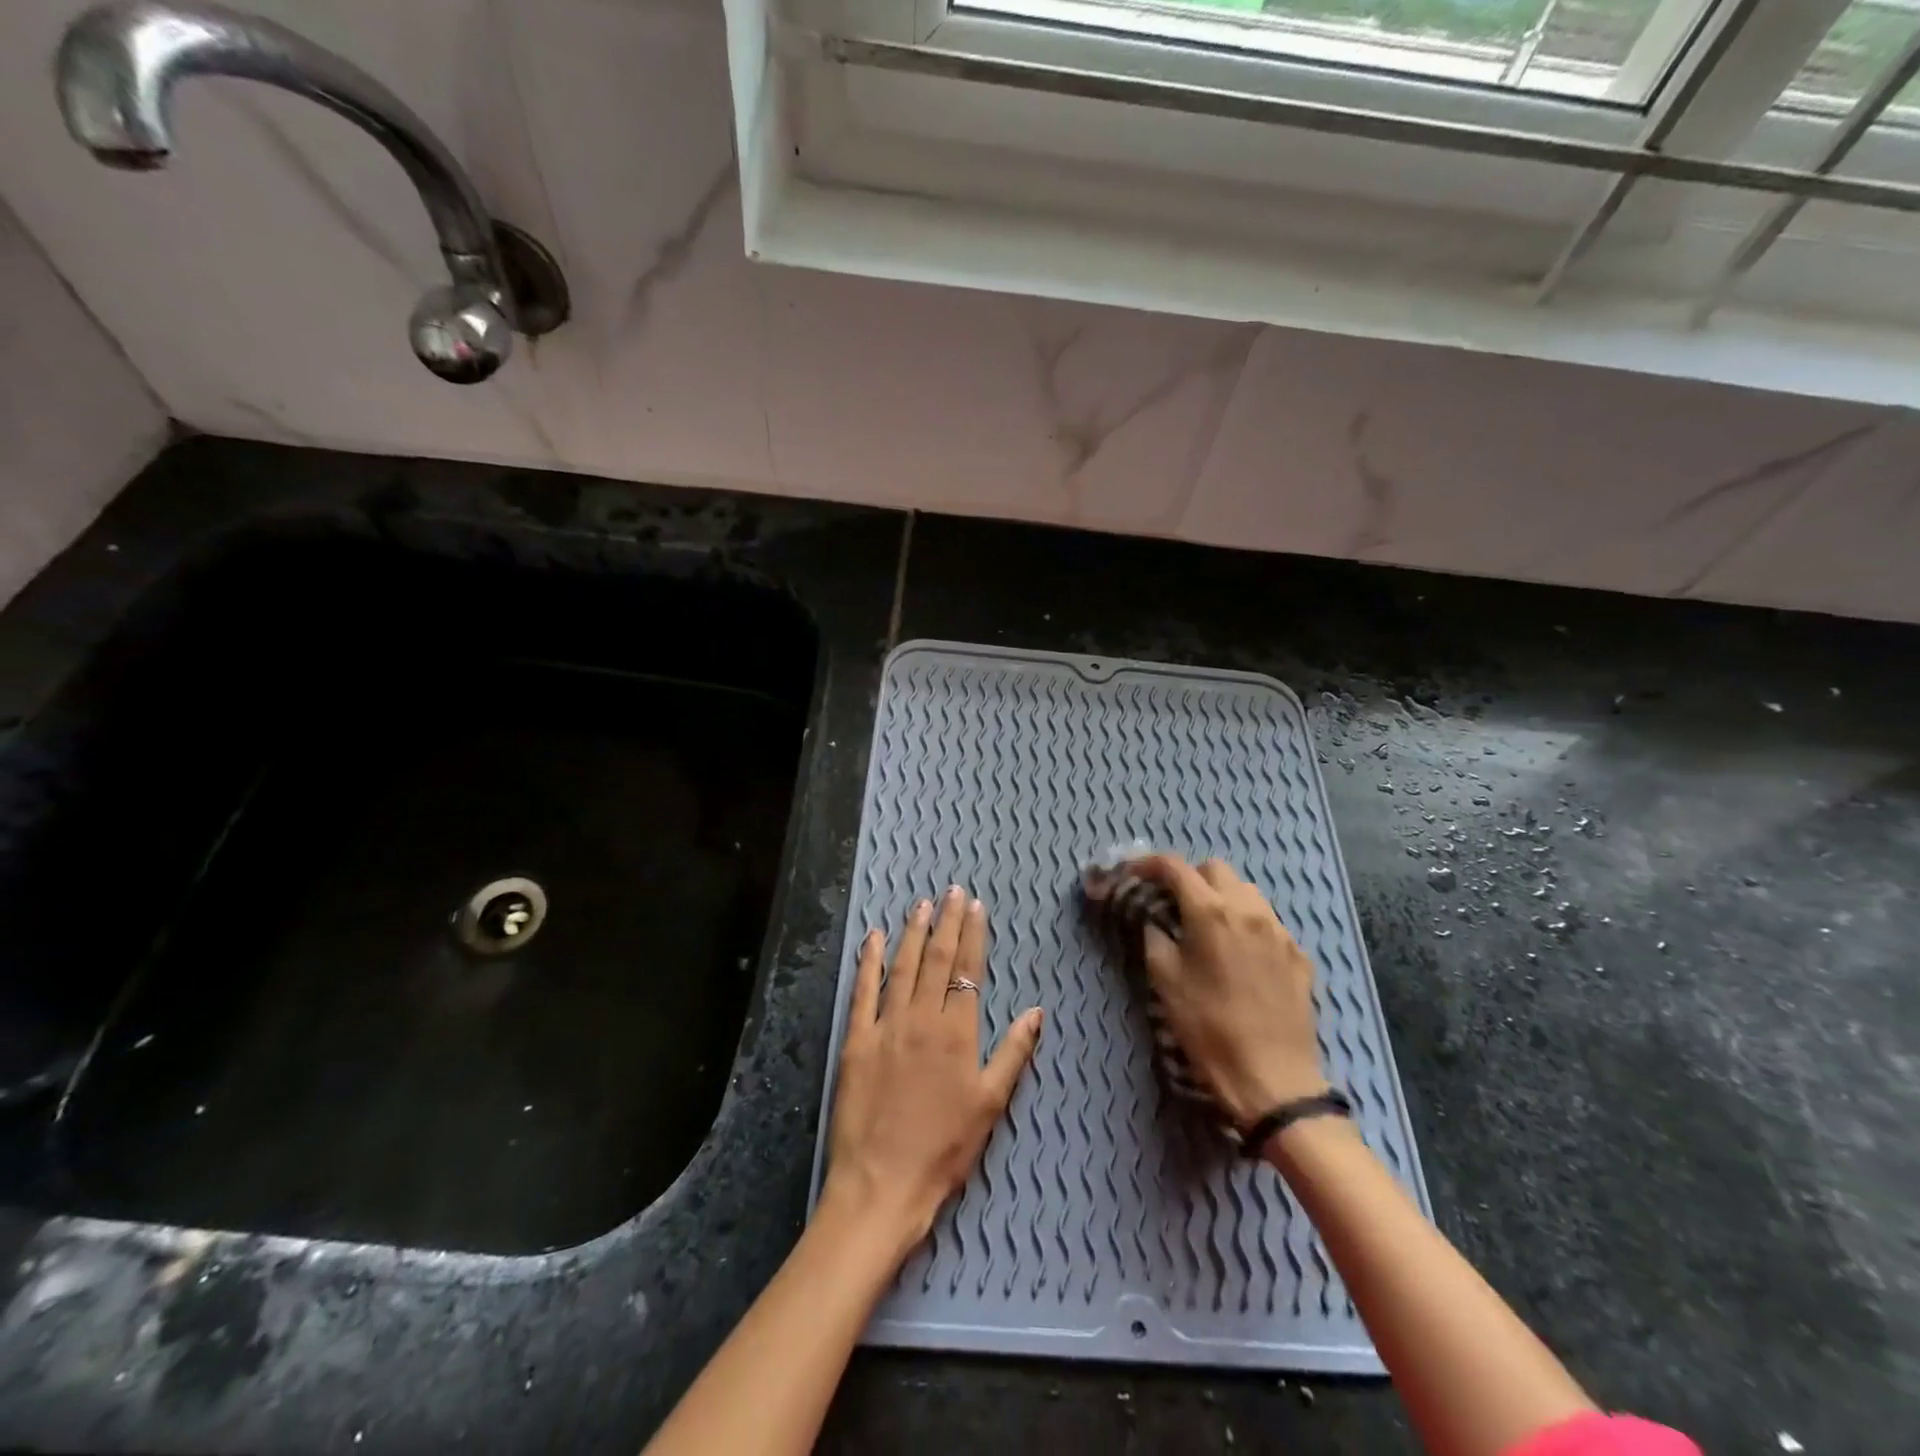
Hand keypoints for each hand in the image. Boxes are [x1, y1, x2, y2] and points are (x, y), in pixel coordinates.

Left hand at [821, 886, 1043, 1261]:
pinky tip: (874, 937)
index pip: (967, 971)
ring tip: (921, 904)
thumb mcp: (990, 1105)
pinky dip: (869, 961)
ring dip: (912, 932)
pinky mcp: (856, 1040)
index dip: (972, 936)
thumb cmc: (944, 1149)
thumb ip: (1013, 1053)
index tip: (976, 907)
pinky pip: (862, 991)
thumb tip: (1036, 1011)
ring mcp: (885, 1026)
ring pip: (902, 967)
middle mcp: (921, 1019)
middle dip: (946, 922)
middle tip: (951, 891)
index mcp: (956, 1033)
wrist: (882, 1185)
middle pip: (936, 960)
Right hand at [1129, 855, 1327, 1126]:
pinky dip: (1247, 923)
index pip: (1175, 867)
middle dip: (1190, 878)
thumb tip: (1155, 918)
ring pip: (1247, 891)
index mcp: (1210, 912)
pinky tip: (1239, 954)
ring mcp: (1279, 931)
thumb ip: (1155, 936)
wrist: (1273, 1078)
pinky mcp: (1299, 955)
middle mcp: (1249, 910)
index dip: (1149, 864)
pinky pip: (1269, 922)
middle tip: (1173, 903)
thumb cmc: (1208, 1028)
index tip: (1134, 873)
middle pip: (1215, 869)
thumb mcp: (1165, 981)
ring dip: (1222, 896)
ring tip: (1208, 926)